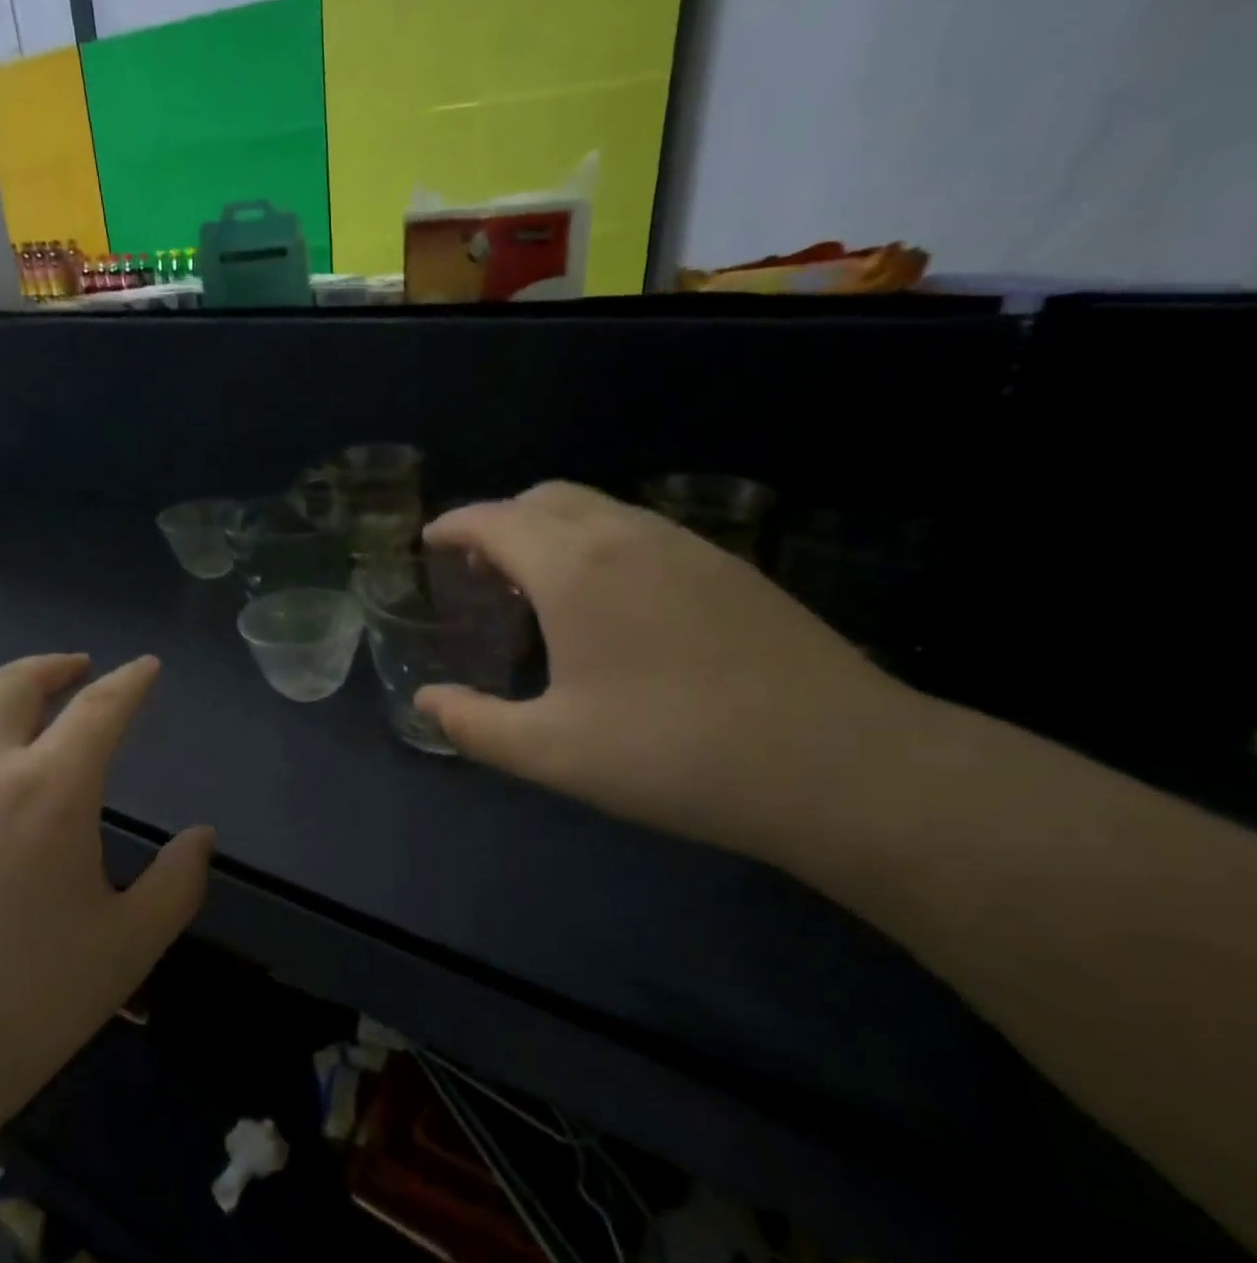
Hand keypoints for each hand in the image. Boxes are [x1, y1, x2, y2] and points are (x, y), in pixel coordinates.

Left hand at [0, 654, 211, 1133]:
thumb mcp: (125, 949)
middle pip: (14, 685)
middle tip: (79, 668)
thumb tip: (200, 837)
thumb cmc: (19, 1008)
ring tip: (18, 697)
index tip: (147, 667)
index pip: (100, 709)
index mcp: (50, 791)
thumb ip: (176, 884)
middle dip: (55, 666)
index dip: (130, 682)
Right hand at [418, 483, 914, 859]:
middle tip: (479, 569)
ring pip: (598, 510)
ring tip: (537, 585)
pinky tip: (609, 602)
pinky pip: (640, 531)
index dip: (455, 526)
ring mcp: (687, 546)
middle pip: (546, 499)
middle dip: (501, 521)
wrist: (838, 764)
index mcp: (574, 570)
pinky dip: (598, 544)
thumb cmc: (673, 755)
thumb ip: (474, 724)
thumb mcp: (551, 752)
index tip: (432, 541)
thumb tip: (425, 702)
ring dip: (552, 530)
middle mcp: (628, 537)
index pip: (496, 521)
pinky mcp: (729, 567)